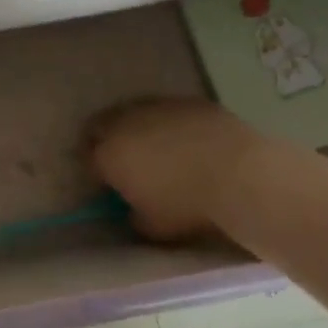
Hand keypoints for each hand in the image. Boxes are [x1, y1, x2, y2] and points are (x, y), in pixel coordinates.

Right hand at [86, 98, 261, 241]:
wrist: (240, 174)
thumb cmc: (187, 204)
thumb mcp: (152, 226)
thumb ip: (134, 216)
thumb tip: (133, 211)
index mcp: (108, 155)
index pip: (87, 158)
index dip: (95, 170)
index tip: (107, 183)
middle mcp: (124, 123)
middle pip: (100, 126)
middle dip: (105, 140)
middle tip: (121, 159)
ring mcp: (157, 107)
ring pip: (132, 112)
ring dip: (134, 127)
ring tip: (153, 146)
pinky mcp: (188, 101)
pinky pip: (167, 110)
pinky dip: (168, 122)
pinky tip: (184, 138)